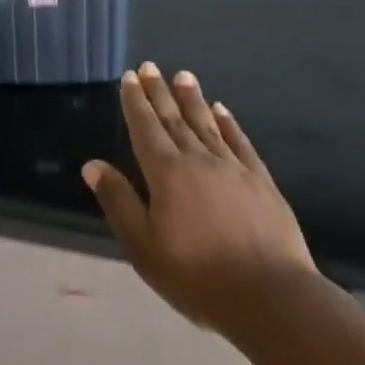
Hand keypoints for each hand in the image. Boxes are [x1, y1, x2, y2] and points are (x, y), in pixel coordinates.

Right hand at [83, 64, 315, 334]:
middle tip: (150, 66)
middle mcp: (198, 160)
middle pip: (174, 119)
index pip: (145, 128)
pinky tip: (222, 110)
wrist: (272, 298)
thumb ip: (119, 202)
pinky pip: (240, 142)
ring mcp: (233, 168)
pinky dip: (229, 124)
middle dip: (160, 92)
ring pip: (206, 124)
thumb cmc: (198, 277)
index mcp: (166, 174)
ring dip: (192, 99)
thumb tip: (92, 165)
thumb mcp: (144, 247)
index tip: (130, 77)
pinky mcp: (261, 182)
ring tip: (183, 75)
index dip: (136, 102)